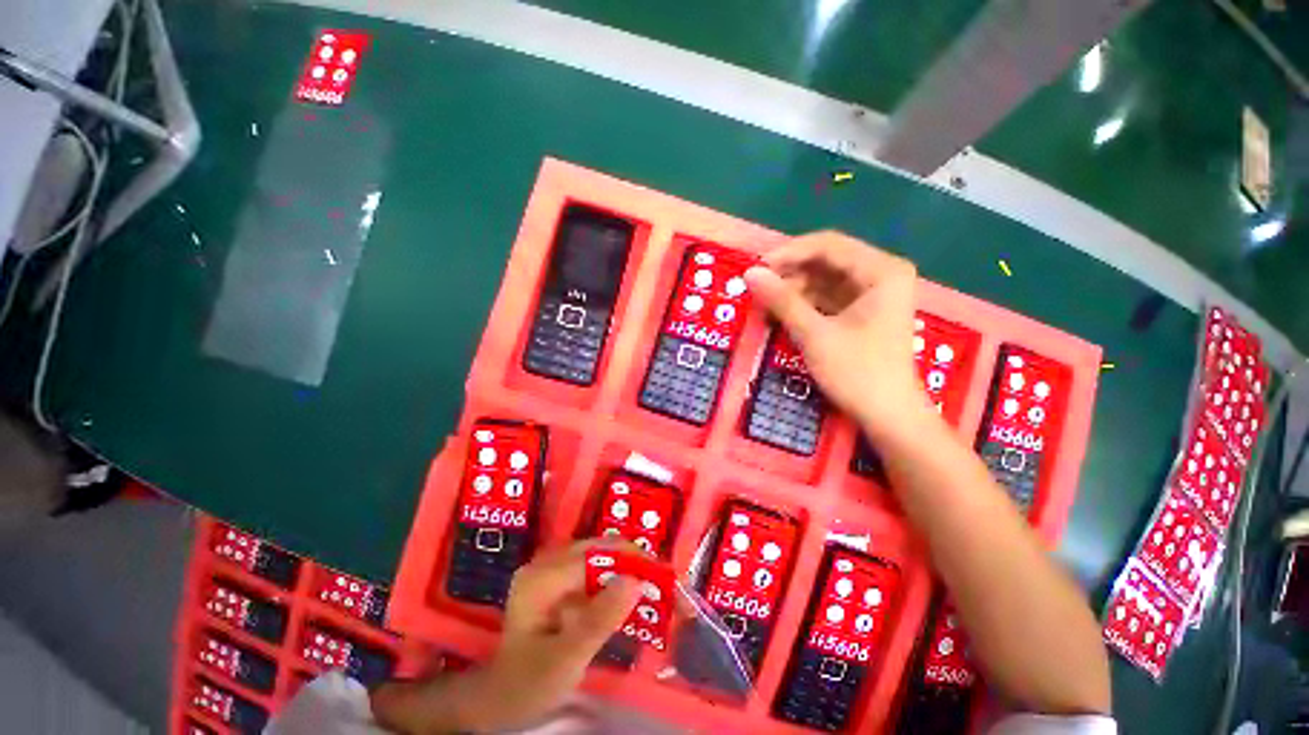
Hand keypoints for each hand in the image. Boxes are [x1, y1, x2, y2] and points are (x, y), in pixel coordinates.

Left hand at [455, 540, 643, 731]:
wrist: (502, 700)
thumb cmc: (529, 684)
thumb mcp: (566, 658)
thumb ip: (599, 619)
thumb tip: (636, 580)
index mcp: (541, 577)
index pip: (593, 555)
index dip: (629, 559)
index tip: (661, 573)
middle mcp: (545, 563)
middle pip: (598, 550)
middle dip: (632, 562)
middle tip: (662, 580)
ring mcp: (551, 570)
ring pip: (598, 558)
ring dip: (626, 569)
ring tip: (653, 585)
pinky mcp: (558, 581)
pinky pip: (593, 572)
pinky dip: (614, 581)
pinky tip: (629, 595)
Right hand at [744, 231, 929, 439]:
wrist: (889, 416)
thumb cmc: (857, 373)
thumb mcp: (815, 335)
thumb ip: (782, 300)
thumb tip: (749, 273)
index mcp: (881, 271)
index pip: (828, 244)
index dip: (788, 253)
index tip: (756, 268)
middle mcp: (881, 274)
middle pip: (827, 260)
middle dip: (790, 273)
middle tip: (757, 288)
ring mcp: (873, 294)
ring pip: (825, 280)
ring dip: (794, 290)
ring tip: (765, 304)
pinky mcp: (863, 313)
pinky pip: (828, 298)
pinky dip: (805, 304)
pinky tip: (782, 314)